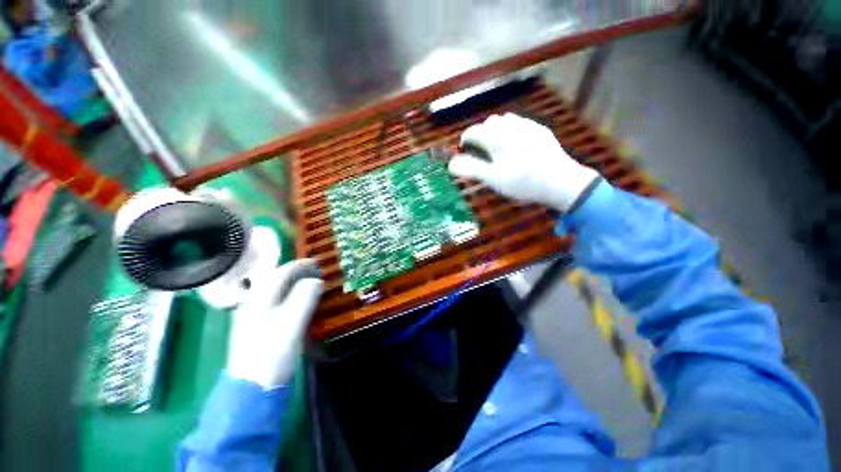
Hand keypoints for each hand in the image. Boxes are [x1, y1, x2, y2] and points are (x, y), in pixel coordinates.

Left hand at [227, 259, 322, 388]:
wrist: (253, 388)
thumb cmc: (272, 353)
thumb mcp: (292, 322)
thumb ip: (304, 297)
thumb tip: (315, 280)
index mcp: (258, 300)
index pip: (280, 273)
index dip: (299, 265)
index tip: (317, 262)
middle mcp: (252, 304)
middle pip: (275, 280)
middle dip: (296, 273)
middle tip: (316, 272)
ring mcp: (253, 317)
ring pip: (275, 292)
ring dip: (293, 284)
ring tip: (310, 283)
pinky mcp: (258, 328)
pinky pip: (276, 303)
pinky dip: (290, 297)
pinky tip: (298, 302)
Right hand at [449, 113, 600, 211]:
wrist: (560, 181)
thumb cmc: (522, 181)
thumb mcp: (493, 179)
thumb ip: (471, 169)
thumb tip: (451, 164)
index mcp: (497, 138)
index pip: (473, 132)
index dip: (465, 140)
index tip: (463, 149)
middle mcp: (511, 126)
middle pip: (488, 123)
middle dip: (481, 134)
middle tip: (481, 151)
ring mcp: (528, 126)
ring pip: (505, 120)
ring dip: (496, 130)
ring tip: (497, 147)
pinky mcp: (540, 131)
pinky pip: (521, 124)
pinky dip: (512, 131)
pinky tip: (517, 145)